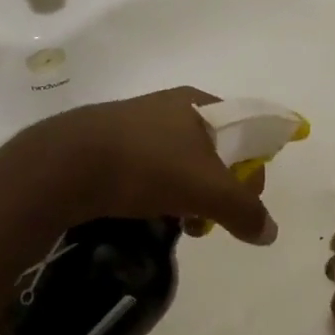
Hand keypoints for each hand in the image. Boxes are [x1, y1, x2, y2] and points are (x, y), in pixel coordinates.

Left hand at [0, 87, 277, 244]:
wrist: (64, 165)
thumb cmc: (145, 165)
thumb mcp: (205, 190)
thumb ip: (243, 209)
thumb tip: (269, 231)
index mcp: (198, 103)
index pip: (245, 129)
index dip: (253, 167)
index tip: (245, 202)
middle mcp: (170, 106)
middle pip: (213, 149)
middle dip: (218, 189)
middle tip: (208, 219)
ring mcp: (137, 123)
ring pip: (181, 163)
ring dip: (189, 196)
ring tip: (178, 225)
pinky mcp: (110, 143)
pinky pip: (149, 169)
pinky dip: (158, 193)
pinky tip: (148, 215)